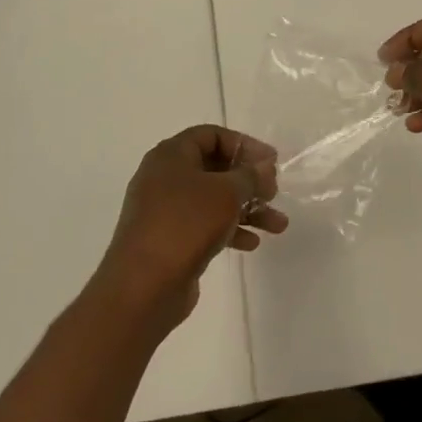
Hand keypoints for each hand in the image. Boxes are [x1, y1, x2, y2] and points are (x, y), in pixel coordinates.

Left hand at [94, 125, 286, 328]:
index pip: (212, 135)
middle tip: (273, 193)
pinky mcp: (170, 239)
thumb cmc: (186, 224)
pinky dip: (230, 229)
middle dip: (249, 181)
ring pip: (214, 200)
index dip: (244, 144)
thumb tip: (264, 167)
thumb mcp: (226, 192)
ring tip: (278, 226)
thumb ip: (250, 175)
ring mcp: (166, 210)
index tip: (271, 162)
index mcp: (171, 156)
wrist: (143, 286)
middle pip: (215, 168)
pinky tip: (252, 244)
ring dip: (247, 209)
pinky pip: (205, 225)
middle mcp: (165, 178)